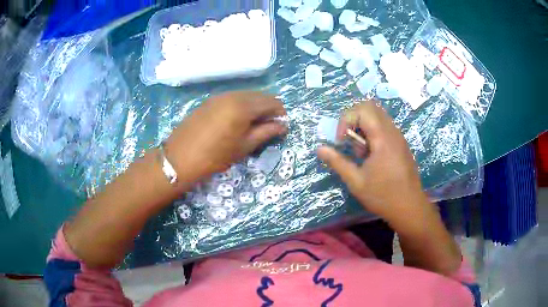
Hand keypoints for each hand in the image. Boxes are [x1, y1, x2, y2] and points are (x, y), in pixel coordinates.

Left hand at [165, 91, 286, 182]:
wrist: (179, 158)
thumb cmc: (215, 156)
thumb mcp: (244, 146)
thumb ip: (265, 132)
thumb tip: (282, 126)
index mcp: (243, 106)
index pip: (271, 102)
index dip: (280, 113)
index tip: (281, 127)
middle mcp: (232, 95)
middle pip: (259, 96)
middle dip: (268, 109)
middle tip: (268, 127)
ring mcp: (219, 96)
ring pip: (245, 96)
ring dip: (254, 107)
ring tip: (253, 125)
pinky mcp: (209, 100)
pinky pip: (232, 98)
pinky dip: (241, 106)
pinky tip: (237, 120)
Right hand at [317, 101, 426, 224]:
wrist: (409, 207)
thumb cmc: (383, 196)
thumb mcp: (356, 182)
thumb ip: (337, 162)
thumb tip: (319, 148)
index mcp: (383, 138)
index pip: (362, 110)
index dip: (346, 120)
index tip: (341, 141)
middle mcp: (392, 131)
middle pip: (370, 107)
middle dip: (353, 119)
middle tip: (349, 140)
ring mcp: (398, 136)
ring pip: (377, 116)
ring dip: (363, 127)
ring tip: (360, 151)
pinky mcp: (400, 143)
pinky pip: (384, 126)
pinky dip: (372, 133)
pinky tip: (371, 155)